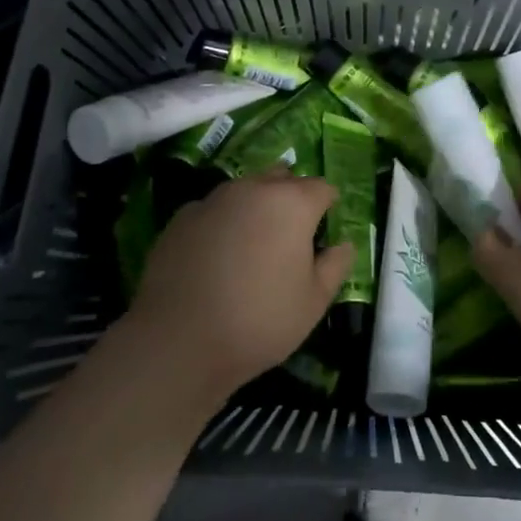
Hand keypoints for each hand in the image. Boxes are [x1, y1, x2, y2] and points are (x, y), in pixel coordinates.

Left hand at [121, 171, 351, 402]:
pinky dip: (222, 223)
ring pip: (245, 190)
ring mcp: (213, 199)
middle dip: (291, 198)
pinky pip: (214, 210)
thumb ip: (335, 265)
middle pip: (282, 179)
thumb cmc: (259, 320)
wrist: (178, 342)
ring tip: (252, 245)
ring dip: (255, 207)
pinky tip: (217, 256)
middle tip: (291, 236)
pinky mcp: (181, 218)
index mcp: (292, 203)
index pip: (322, 188)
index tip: (324, 233)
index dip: (327, 207)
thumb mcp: (314, 301)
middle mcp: (253, 189)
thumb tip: (342, 244)